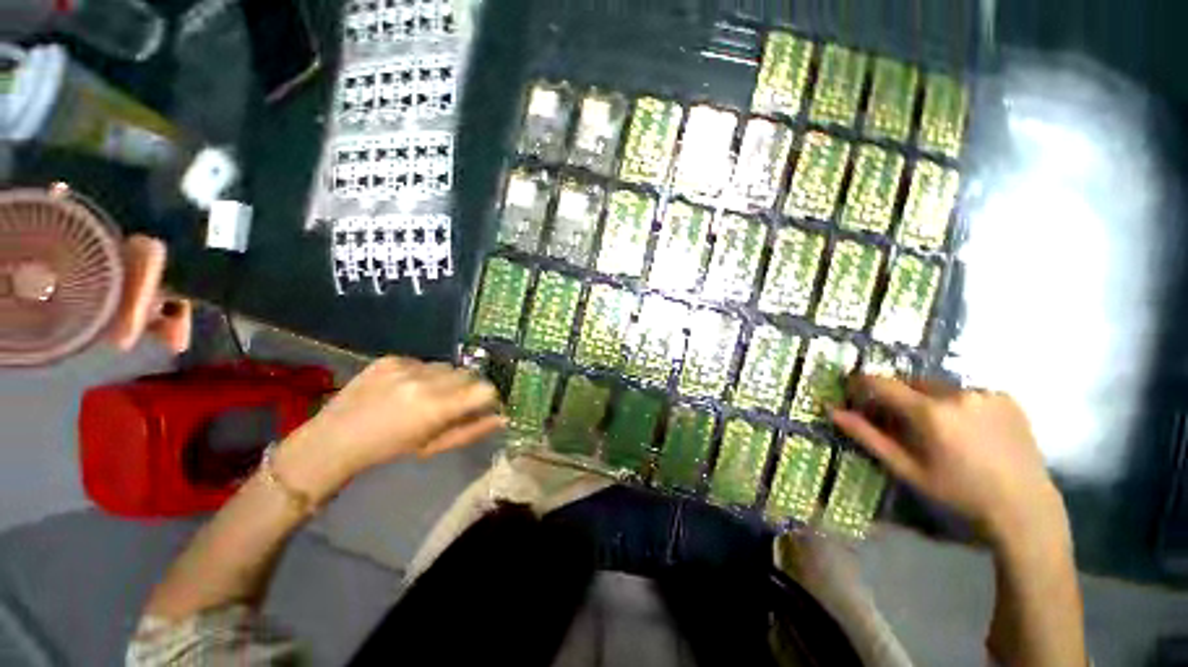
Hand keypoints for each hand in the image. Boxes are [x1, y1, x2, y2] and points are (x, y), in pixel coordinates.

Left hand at [277, 357, 504, 499]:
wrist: (334, 439)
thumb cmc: (389, 450)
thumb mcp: (434, 446)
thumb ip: (472, 430)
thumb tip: (503, 418)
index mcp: (437, 407)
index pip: (486, 389)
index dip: (488, 398)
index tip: (480, 407)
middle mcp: (425, 380)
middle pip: (469, 374)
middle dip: (467, 388)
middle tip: (450, 404)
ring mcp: (407, 366)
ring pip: (448, 366)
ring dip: (446, 380)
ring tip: (425, 396)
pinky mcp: (392, 358)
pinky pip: (424, 362)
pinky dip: (424, 374)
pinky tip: (405, 388)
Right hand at [830, 376, 1064, 544]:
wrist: (1024, 507)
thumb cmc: (958, 493)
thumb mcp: (907, 469)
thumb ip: (868, 437)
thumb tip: (832, 411)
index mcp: (930, 412)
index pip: (882, 383)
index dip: (862, 384)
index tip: (854, 392)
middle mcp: (957, 393)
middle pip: (911, 382)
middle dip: (899, 396)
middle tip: (902, 422)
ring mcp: (985, 393)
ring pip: (940, 386)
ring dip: (929, 400)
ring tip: (939, 429)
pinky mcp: (1006, 397)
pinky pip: (968, 392)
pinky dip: (958, 403)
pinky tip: (969, 429)